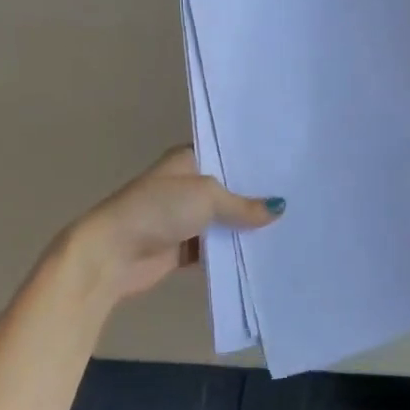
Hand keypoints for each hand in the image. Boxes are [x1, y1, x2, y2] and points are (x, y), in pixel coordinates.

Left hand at [64, 147, 282, 301]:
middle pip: (229, 190)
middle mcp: (187, 185)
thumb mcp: (206, 196)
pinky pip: (215, 248)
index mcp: (187, 160)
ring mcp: (184, 218)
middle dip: (256, 197)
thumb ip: (243, 204)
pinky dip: (232, 252)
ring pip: (224, 221)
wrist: (111, 255)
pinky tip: (264, 252)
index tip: (287, 167)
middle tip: (298, 198)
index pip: (226, 154)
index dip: (253, 161)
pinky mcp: (183, 248)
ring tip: (289, 226)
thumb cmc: (157, 210)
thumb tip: (278, 209)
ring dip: (246, 228)